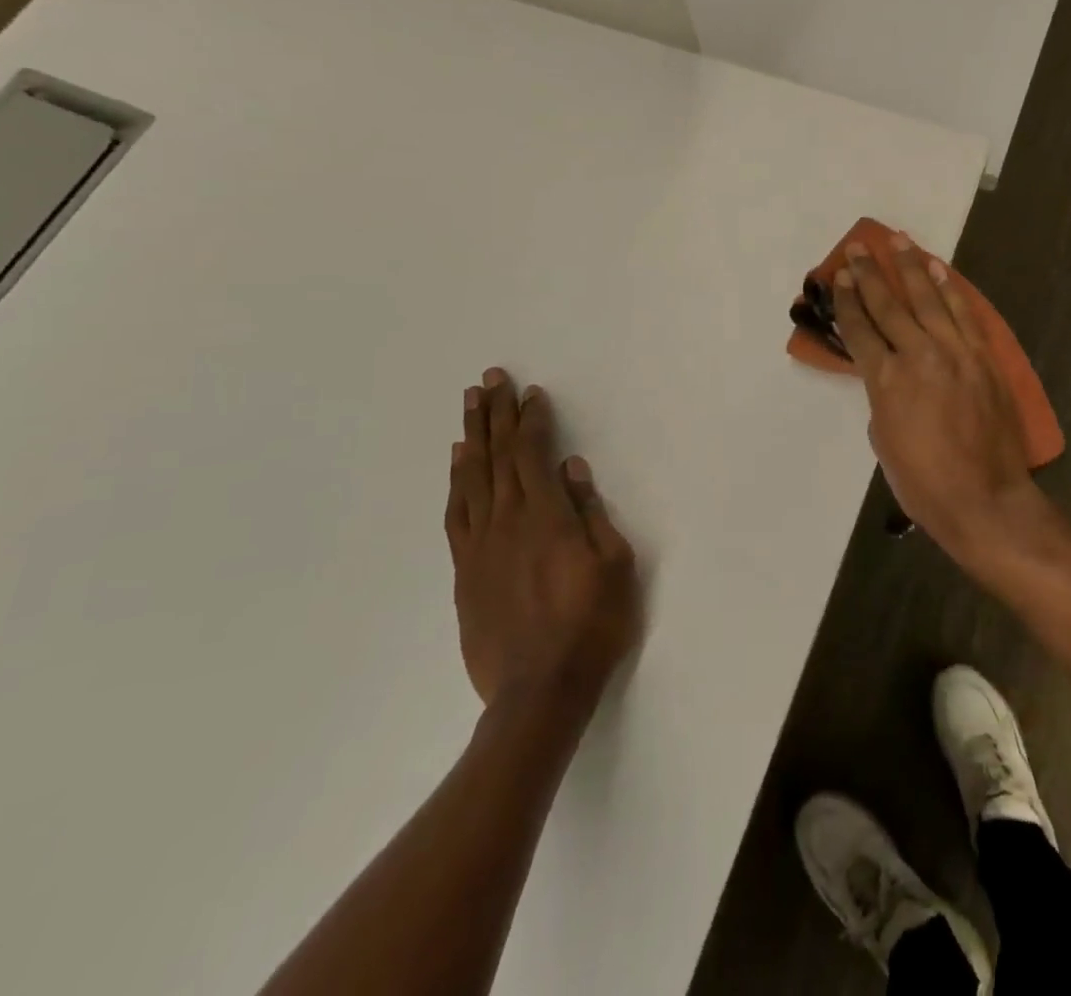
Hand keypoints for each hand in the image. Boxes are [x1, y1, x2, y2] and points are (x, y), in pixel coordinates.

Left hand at [446, 368, 641, 717]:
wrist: (539, 691)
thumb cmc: (591, 624)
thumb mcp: (614, 565)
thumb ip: (591, 513)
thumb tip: (572, 469)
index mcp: (546, 516)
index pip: (532, 454)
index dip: (531, 420)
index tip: (530, 393)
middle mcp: (507, 522)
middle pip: (496, 456)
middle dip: (494, 414)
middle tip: (489, 380)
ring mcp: (480, 546)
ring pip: (471, 479)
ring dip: (471, 438)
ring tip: (469, 406)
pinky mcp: (465, 572)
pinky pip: (457, 514)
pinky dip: (456, 483)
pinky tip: (458, 464)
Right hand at [831, 236, 1052, 566]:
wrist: (985, 498)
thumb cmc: (923, 481)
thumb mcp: (884, 439)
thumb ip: (882, 397)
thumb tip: (888, 374)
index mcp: (886, 380)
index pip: (860, 329)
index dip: (848, 300)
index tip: (840, 275)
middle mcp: (918, 355)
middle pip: (889, 305)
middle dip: (871, 273)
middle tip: (858, 246)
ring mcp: (955, 352)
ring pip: (928, 299)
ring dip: (911, 267)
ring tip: (898, 240)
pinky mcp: (982, 357)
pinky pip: (964, 314)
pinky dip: (950, 289)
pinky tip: (939, 269)